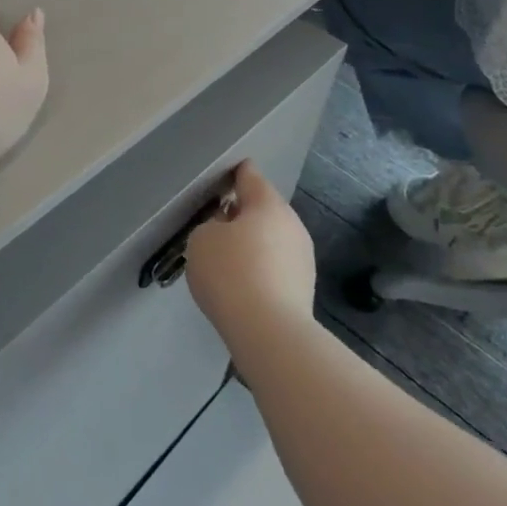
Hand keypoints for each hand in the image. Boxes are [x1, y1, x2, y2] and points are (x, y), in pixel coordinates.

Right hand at [183, 161, 318, 351]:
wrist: (269, 332)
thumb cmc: (230, 273)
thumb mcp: (201, 240)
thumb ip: (211, 226)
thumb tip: (227, 230)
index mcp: (267, 204)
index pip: (250, 176)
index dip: (234, 173)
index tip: (221, 177)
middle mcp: (291, 224)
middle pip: (263, 210)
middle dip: (241, 214)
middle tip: (216, 225)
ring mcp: (302, 257)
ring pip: (271, 239)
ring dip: (252, 243)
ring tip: (226, 260)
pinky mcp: (304, 287)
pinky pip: (275, 266)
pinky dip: (259, 268)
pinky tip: (241, 285)